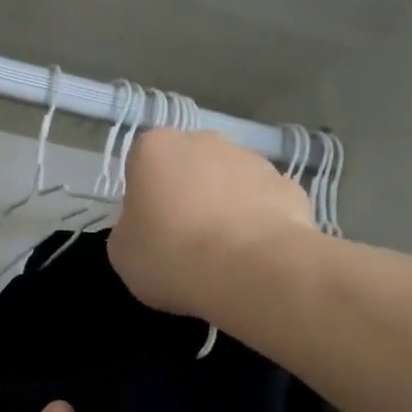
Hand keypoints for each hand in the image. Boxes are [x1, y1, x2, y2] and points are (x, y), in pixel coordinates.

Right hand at [107, 128, 318, 319]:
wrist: (251, 271)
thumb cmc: (171, 257)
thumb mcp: (123, 253)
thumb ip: (130, 228)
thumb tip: (147, 226)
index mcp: (155, 149)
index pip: (142, 163)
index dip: (144, 196)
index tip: (149, 228)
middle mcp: (204, 141)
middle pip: (189, 165)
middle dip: (187, 193)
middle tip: (184, 239)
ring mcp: (251, 159)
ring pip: (229, 181)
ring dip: (224, 206)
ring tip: (223, 253)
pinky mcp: (288, 185)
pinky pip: (263, 202)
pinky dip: (258, 222)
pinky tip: (254, 255)